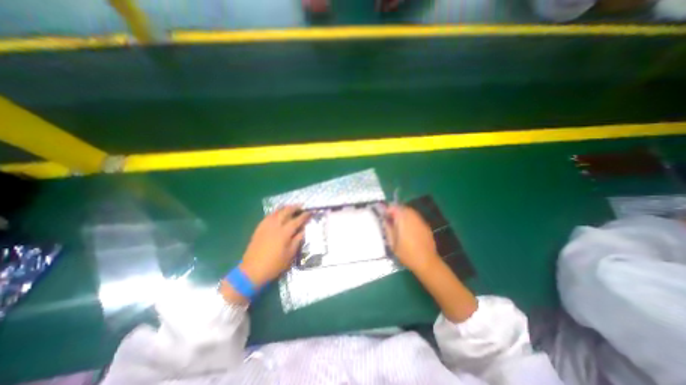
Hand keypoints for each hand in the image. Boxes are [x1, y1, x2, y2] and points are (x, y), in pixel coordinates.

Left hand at [239, 207, 307, 285]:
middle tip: (301, 206)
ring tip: (290, 207)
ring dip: (284, 208)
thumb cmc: (274, 265)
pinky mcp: (259, 229)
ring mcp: (265, 226)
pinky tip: (277, 214)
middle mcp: (275, 226)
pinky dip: (275, 213)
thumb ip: (297, 240)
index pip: (296, 221)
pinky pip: (268, 216)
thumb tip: (303, 230)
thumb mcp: (289, 254)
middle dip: (294, 207)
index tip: (310, 212)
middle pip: (285, 212)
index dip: (304, 216)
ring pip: (276, 212)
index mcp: (284, 233)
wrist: (252, 271)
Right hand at [381, 206, 439, 271]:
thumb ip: (388, 230)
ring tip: (399, 221)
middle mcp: (413, 219)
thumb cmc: (407, 255)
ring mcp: (421, 222)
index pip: (396, 208)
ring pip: (411, 211)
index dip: (390, 209)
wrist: (427, 263)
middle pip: (404, 208)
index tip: (385, 214)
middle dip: (397, 210)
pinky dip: (410, 218)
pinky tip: (408, 227)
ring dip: (404, 213)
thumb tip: (385, 220)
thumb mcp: (393, 244)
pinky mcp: (426, 226)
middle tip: (391, 217)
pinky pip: (416, 217)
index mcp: (404, 223)